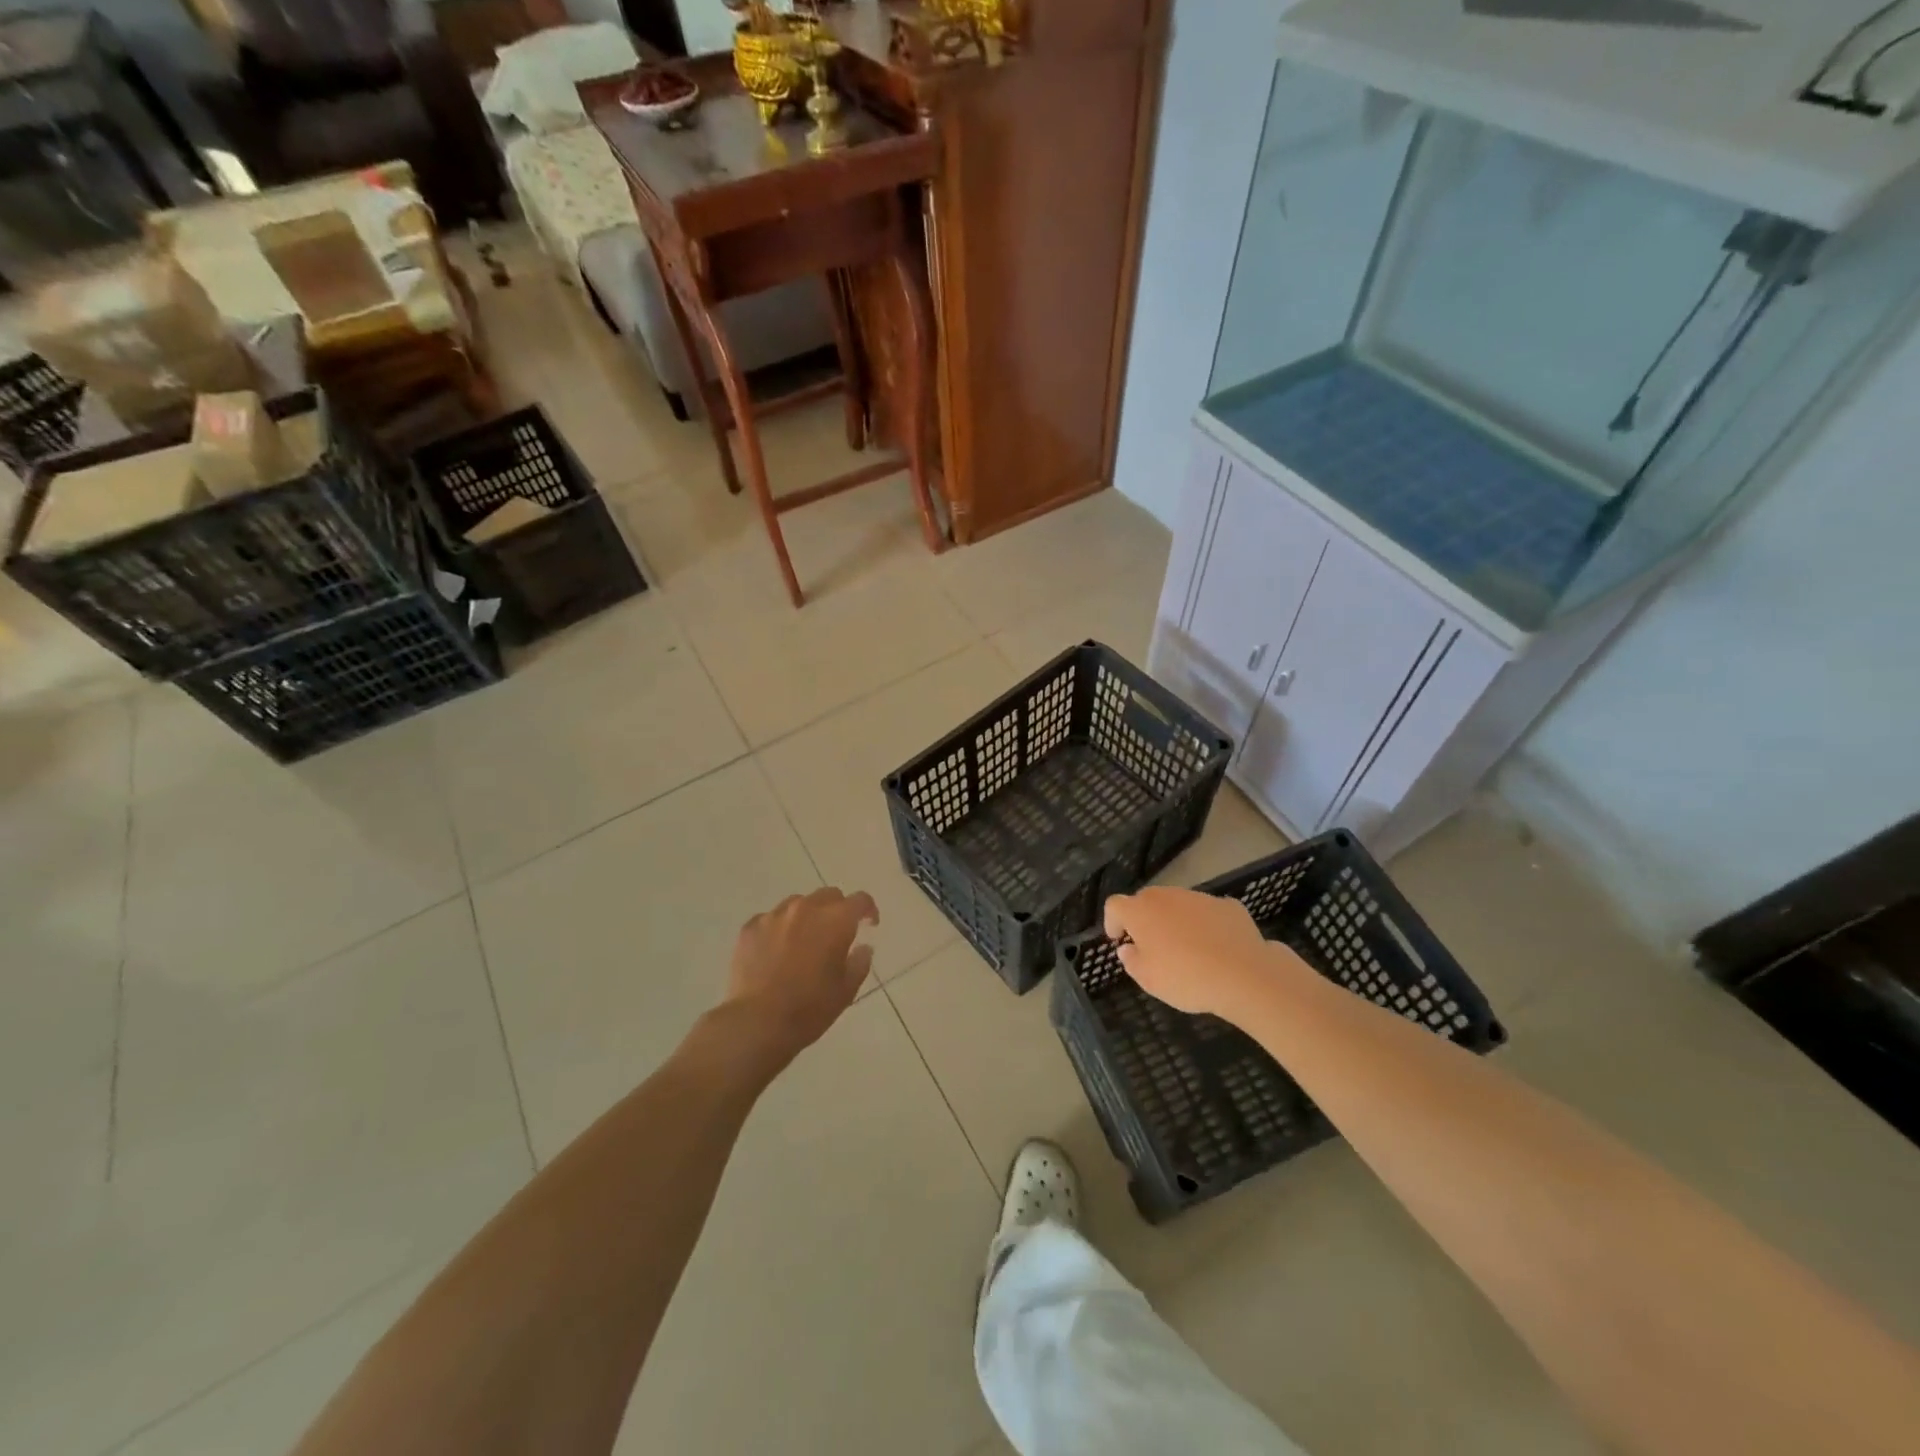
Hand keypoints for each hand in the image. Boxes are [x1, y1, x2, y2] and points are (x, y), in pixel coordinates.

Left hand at [721, 887, 879, 1066]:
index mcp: (835, 921)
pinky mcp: (750, 927)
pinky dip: (779, 928)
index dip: (868, 910)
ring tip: (804, 941)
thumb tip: (863, 947)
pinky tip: (776, 951)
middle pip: (829, 895)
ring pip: (798, 903)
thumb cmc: (809, 1009)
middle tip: (836, 934)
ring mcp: (775, 916)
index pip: (860, 900)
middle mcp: (806, 908)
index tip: (869, 925)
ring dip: (807, 916)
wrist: (756, 1023)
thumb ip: (860, 963)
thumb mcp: (846, 991)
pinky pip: (771, 918)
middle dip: (837, 910)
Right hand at [1102, 886, 1291, 1021]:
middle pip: (1147, 900)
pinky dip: (1206, 925)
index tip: (1118, 939)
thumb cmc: (1186, 978)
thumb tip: (1128, 948)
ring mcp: (1199, 897)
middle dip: (1145, 919)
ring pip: (1179, 904)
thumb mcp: (1148, 979)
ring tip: (1188, 949)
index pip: (1115, 905)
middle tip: (1152, 946)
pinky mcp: (1228, 905)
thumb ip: (1131, 960)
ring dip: (1176, 920)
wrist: (1244, 975)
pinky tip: (1217, 948)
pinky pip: (1208, 912)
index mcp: (1141, 911)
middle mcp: (1167, 896)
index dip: (1113, 921)